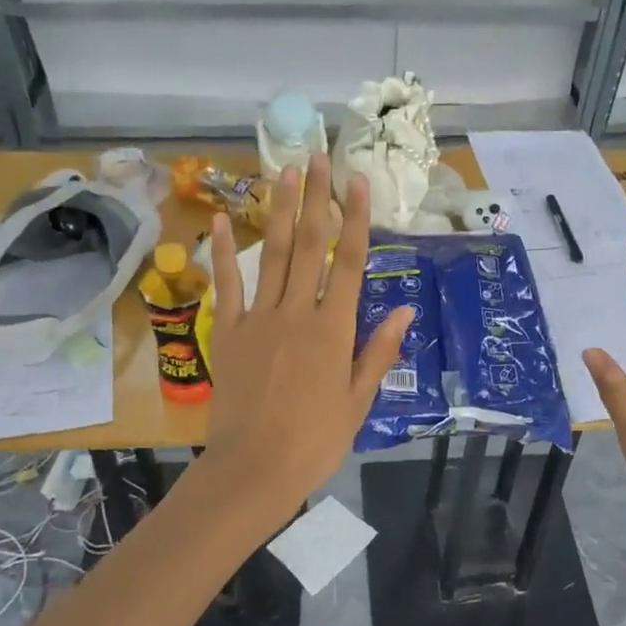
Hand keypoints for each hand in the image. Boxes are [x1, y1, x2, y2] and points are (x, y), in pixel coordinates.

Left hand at [196, 153, 412, 528]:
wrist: (254, 469)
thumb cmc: (315, 440)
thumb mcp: (359, 401)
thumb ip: (378, 351)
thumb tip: (405, 310)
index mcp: (334, 329)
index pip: (350, 262)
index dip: (356, 219)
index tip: (358, 181)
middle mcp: (298, 312)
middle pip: (309, 245)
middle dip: (316, 198)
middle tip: (318, 155)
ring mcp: (259, 319)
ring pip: (272, 255)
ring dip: (279, 211)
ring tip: (284, 171)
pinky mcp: (229, 333)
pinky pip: (227, 286)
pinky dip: (223, 253)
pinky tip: (221, 221)